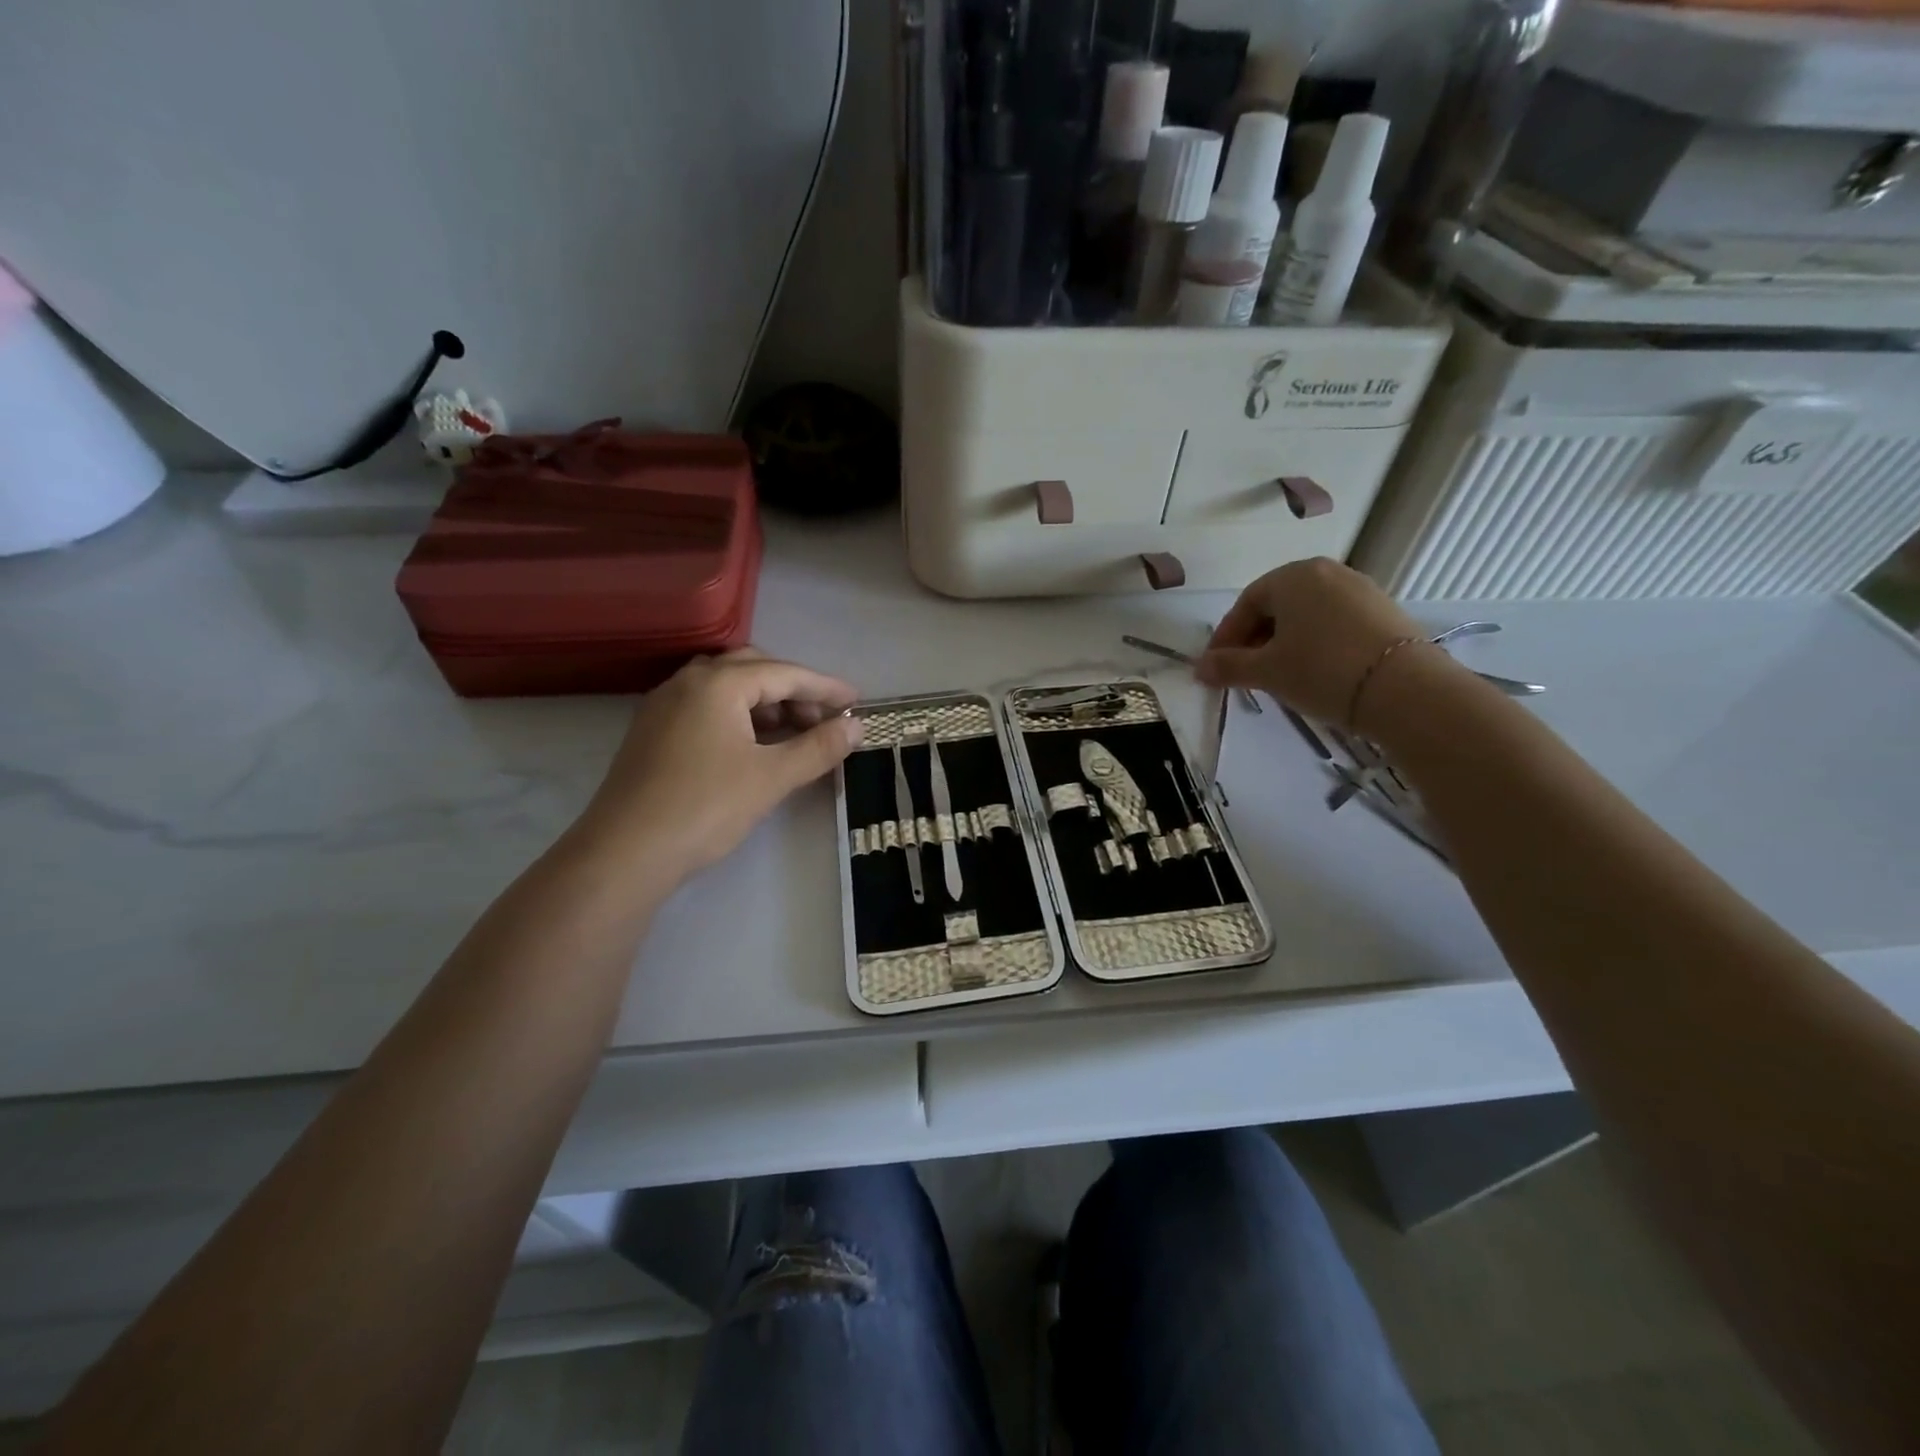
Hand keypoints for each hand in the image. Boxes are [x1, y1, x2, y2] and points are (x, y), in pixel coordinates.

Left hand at [576, 649, 861, 880]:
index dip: (824, 687)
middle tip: (822, 718)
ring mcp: (664, 706)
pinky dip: (737, 716)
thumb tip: (856, 726)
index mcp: (717, 684)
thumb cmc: (705, 807)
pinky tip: (751, 746)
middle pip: (752, 669)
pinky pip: (705, 707)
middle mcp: (687, 682)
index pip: (784, 673)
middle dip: (793, 689)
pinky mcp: (652, 732)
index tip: (857, 702)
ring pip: (726, 687)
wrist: (624, 853)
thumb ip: (818, 747)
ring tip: (792, 733)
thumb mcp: (772, 777)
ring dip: (764, 702)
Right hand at [1196, 558, 1435, 726]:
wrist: (1405, 690)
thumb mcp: (1267, 672)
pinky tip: (1315, 671)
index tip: (1216, 668)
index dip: (1226, 638)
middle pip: (1277, 606)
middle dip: (1255, 639)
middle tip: (1245, 673)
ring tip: (1280, 675)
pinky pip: (1334, 622)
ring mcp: (1360, 588)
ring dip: (1285, 642)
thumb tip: (1200, 669)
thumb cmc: (1321, 671)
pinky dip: (1316, 643)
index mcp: (1292, 577)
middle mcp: (1326, 572)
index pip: (1245, 604)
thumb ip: (1228, 666)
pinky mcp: (1384, 610)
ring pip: (1307, 615)